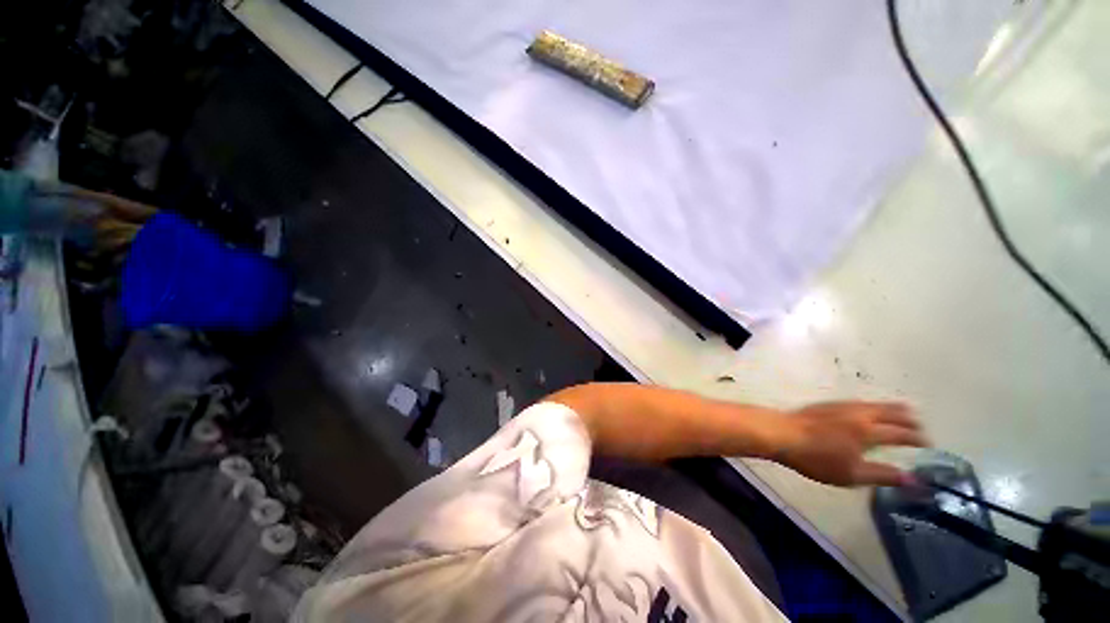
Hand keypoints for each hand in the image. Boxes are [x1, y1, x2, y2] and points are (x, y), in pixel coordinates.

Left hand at [776, 402, 928, 486]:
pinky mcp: (826, 404)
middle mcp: (858, 414)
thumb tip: (912, 478)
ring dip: (891, 409)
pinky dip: (872, 406)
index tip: (928, 443)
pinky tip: (868, 410)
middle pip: (889, 412)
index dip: (916, 438)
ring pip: (873, 404)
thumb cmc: (817, 458)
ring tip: (901, 412)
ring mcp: (841, 406)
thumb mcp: (852, 474)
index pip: (900, 433)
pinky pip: (858, 402)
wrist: (781, 434)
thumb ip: (883, 475)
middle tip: (919, 424)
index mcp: (868, 431)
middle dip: (907, 418)